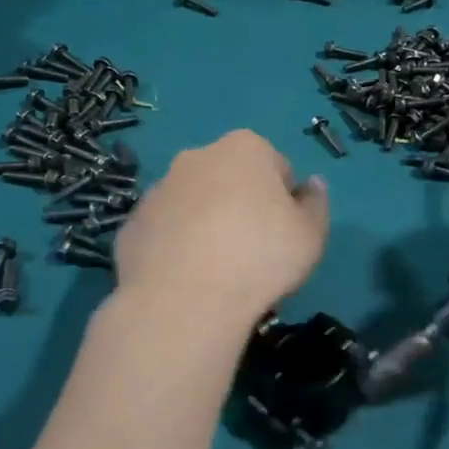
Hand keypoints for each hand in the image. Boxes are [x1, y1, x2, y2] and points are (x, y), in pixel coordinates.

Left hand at [115, 130, 329, 319]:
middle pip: (230, 178)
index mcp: (244, 148)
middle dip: (241, 205)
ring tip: (218, 270)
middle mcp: (196, 157)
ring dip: (206, 224)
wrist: (184, 300)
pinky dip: (176, 246)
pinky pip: (165, 231)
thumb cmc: (260, 258)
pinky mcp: (132, 224)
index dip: (285, 201)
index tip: (285, 234)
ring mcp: (158, 189)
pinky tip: (187, 279)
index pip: (277, 166)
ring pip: (193, 203)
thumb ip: (316, 204)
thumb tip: (312, 185)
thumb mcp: (312, 234)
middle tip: (253, 251)